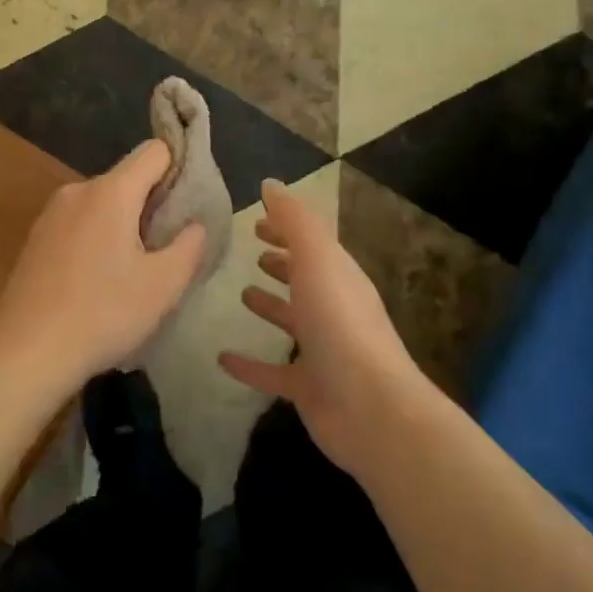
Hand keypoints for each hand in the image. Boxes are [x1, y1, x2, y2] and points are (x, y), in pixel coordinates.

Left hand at [0, 141, 206, 404]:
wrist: (26, 354)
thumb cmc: (103, 314)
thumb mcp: (164, 285)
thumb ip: (190, 245)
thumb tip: (194, 224)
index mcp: (110, 192)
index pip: (155, 151)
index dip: (179, 168)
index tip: (190, 205)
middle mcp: (77, 191)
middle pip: (128, 178)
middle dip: (153, 204)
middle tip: (167, 248)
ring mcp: (50, 215)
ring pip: (103, 203)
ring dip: (124, 224)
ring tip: (134, 271)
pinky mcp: (35, 240)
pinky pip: (79, 223)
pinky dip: (98, 238)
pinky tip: (99, 281)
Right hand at [219, 180, 435, 473]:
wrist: (370, 407)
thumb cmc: (341, 324)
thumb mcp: (317, 260)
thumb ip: (294, 221)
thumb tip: (270, 184)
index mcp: (338, 276)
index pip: (312, 244)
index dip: (287, 230)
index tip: (257, 221)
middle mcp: (333, 309)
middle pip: (305, 279)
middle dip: (283, 263)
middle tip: (254, 253)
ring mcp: (322, 350)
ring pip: (292, 322)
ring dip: (271, 307)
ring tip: (242, 294)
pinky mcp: (307, 387)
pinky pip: (272, 371)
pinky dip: (249, 365)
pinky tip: (222, 359)